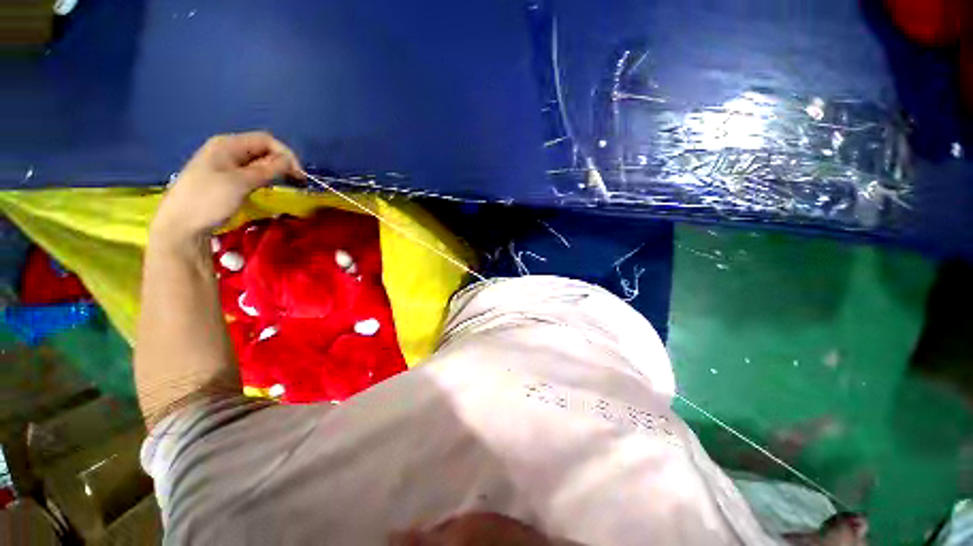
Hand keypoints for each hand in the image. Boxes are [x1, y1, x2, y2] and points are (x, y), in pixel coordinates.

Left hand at [152, 131, 302, 242]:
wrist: (181, 224)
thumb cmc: (209, 199)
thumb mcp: (241, 183)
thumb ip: (267, 170)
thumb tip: (290, 162)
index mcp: (228, 144)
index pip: (265, 140)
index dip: (286, 154)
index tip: (299, 174)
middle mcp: (227, 150)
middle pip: (262, 150)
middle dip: (282, 163)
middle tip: (298, 182)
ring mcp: (226, 165)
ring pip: (258, 162)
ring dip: (275, 171)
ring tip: (287, 185)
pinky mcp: (226, 179)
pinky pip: (251, 173)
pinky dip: (264, 178)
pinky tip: (269, 187)